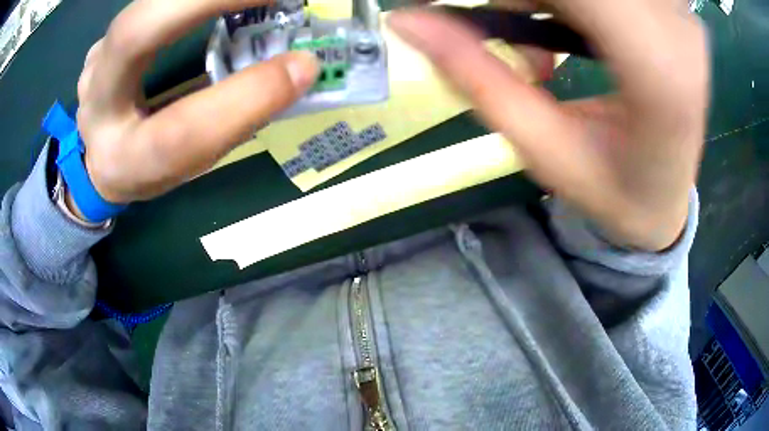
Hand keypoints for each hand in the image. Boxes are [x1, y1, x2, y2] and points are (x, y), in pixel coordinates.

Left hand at [74, 0, 318, 205]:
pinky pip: (150, 2)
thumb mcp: (188, 163)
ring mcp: (96, 60)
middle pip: (134, 34)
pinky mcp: (107, 36)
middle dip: (207, 1)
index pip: (177, 135)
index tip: (303, 64)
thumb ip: (231, 119)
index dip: (241, 98)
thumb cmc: (147, 164)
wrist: (99, 152)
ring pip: (142, 6)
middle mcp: (97, 105)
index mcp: (123, 161)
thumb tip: (297, 66)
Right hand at [389, 0, 708, 250]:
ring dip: (545, 2)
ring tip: (539, 49)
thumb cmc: (610, 191)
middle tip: (500, 32)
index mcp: (655, 69)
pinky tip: (569, 31)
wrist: (665, 202)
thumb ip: (476, 74)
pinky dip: (573, 3)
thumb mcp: (540, 148)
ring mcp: (679, 16)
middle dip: (522, 0)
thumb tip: (408, 19)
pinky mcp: (674, 12)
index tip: (468, 15)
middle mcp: (676, 29)